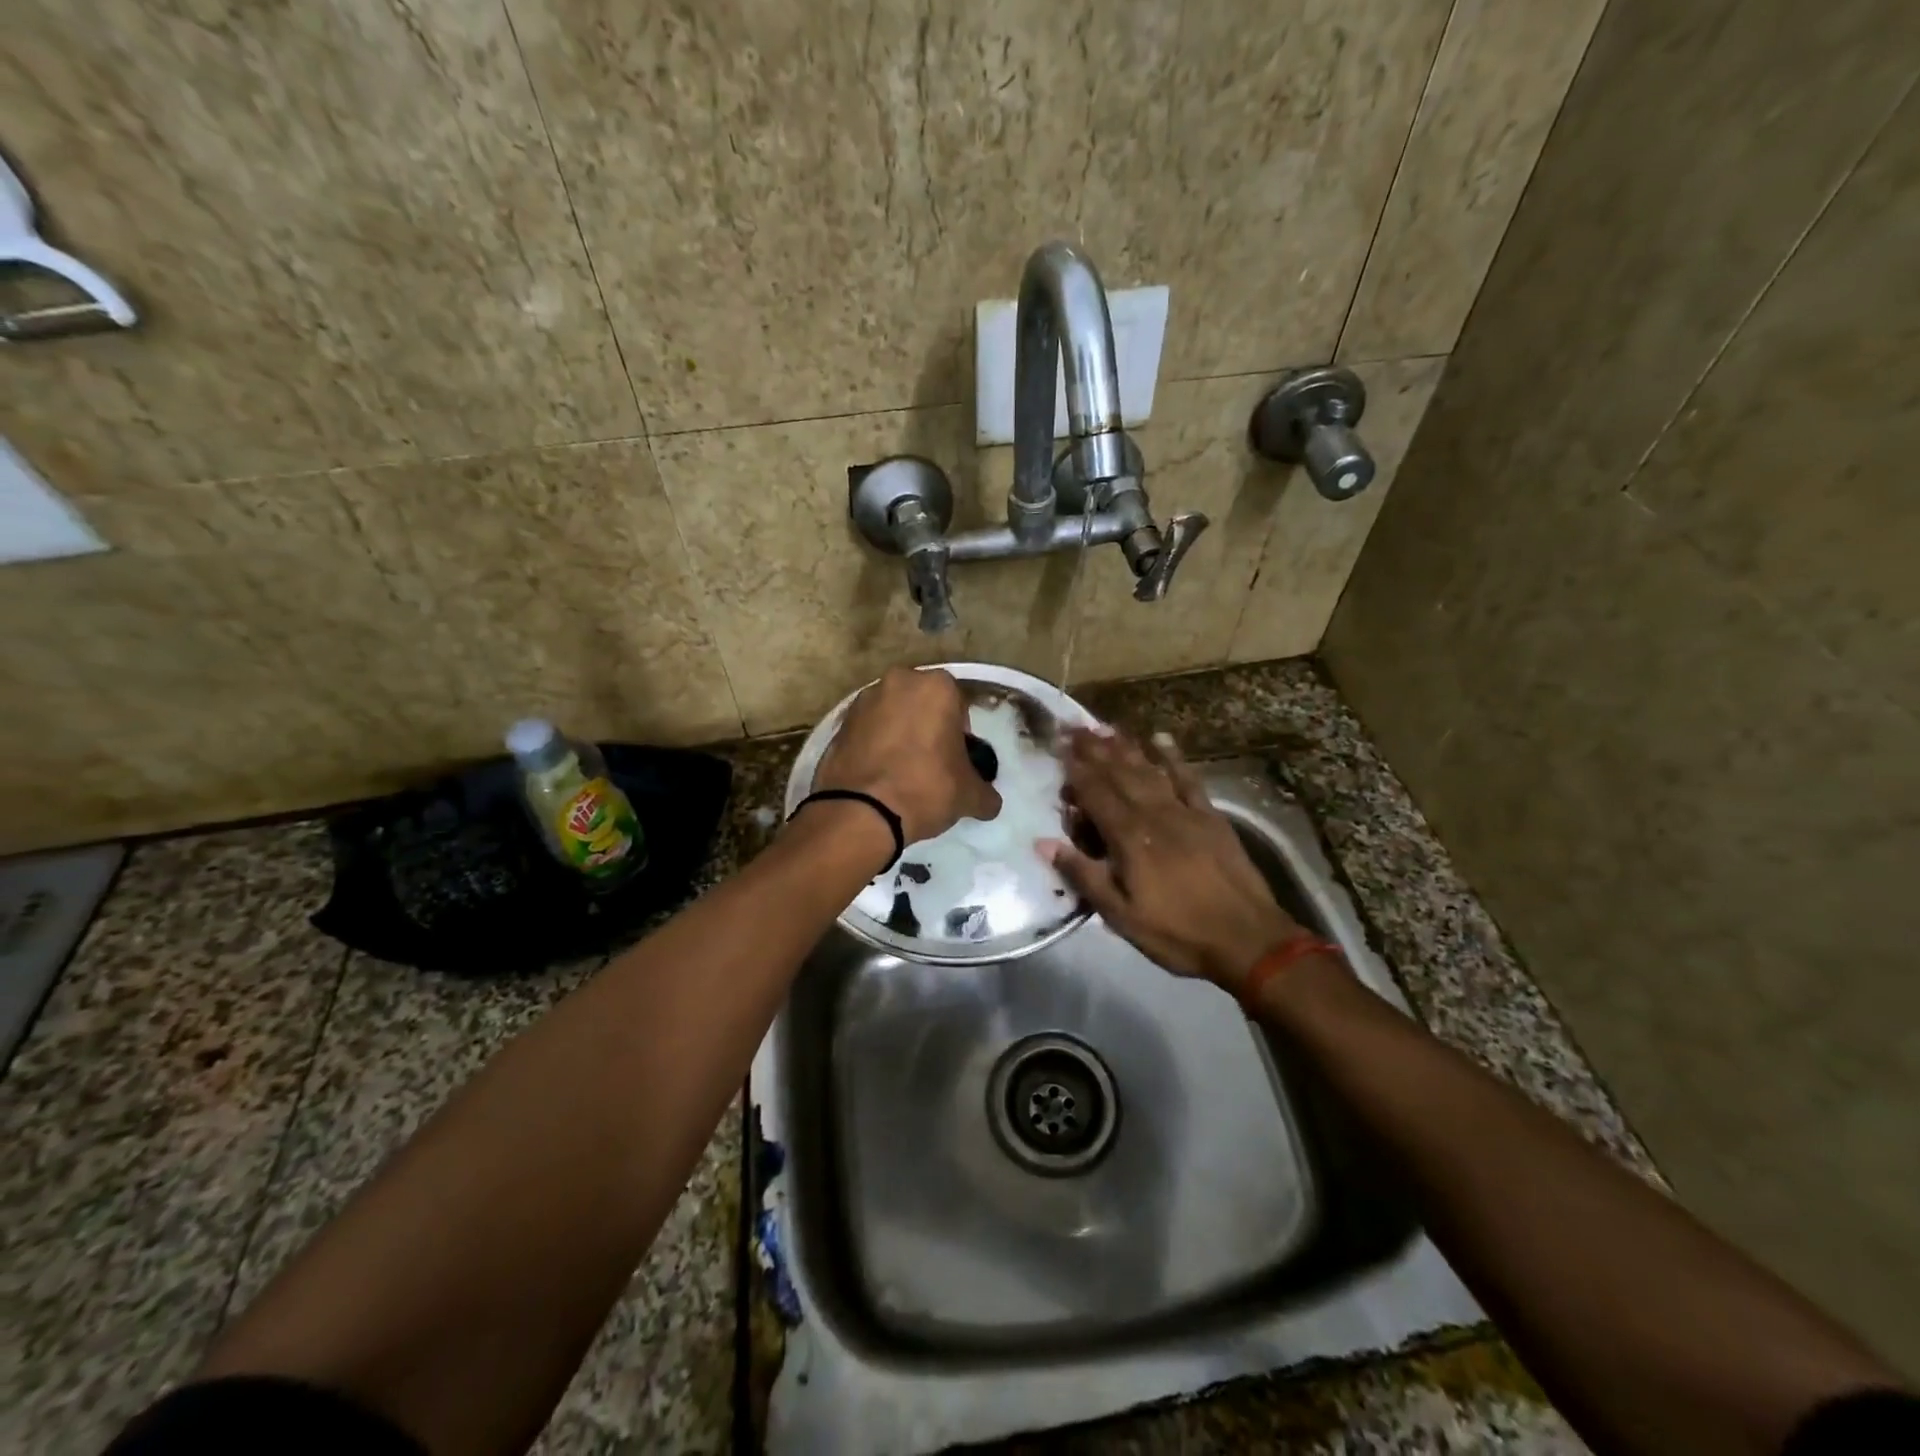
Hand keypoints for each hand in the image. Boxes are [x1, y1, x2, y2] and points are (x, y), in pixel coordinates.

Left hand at [812, 667, 1001, 844]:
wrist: (861, 811)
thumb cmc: (926, 788)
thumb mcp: (970, 795)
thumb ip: (985, 792)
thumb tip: (988, 802)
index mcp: (936, 686)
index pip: (958, 705)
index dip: (960, 735)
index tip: (956, 760)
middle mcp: (898, 681)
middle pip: (922, 704)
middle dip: (928, 727)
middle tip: (931, 764)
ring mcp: (863, 700)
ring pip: (892, 715)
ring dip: (899, 734)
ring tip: (902, 772)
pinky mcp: (839, 723)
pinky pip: (867, 731)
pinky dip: (874, 746)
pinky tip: (879, 776)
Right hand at [1041, 728, 1307, 990]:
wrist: (1247, 938)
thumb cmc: (1177, 932)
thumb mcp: (1120, 915)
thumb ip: (1083, 874)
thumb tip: (1043, 842)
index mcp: (1129, 838)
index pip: (1095, 794)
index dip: (1075, 770)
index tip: (1058, 746)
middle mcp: (1154, 814)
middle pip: (1119, 774)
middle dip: (1094, 749)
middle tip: (1074, 726)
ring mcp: (1185, 811)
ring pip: (1149, 770)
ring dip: (1125, 747)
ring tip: (1105, 727)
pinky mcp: (1210, 816)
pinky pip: (1188, 779)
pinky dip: (1173, 757)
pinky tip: (1161, 738)